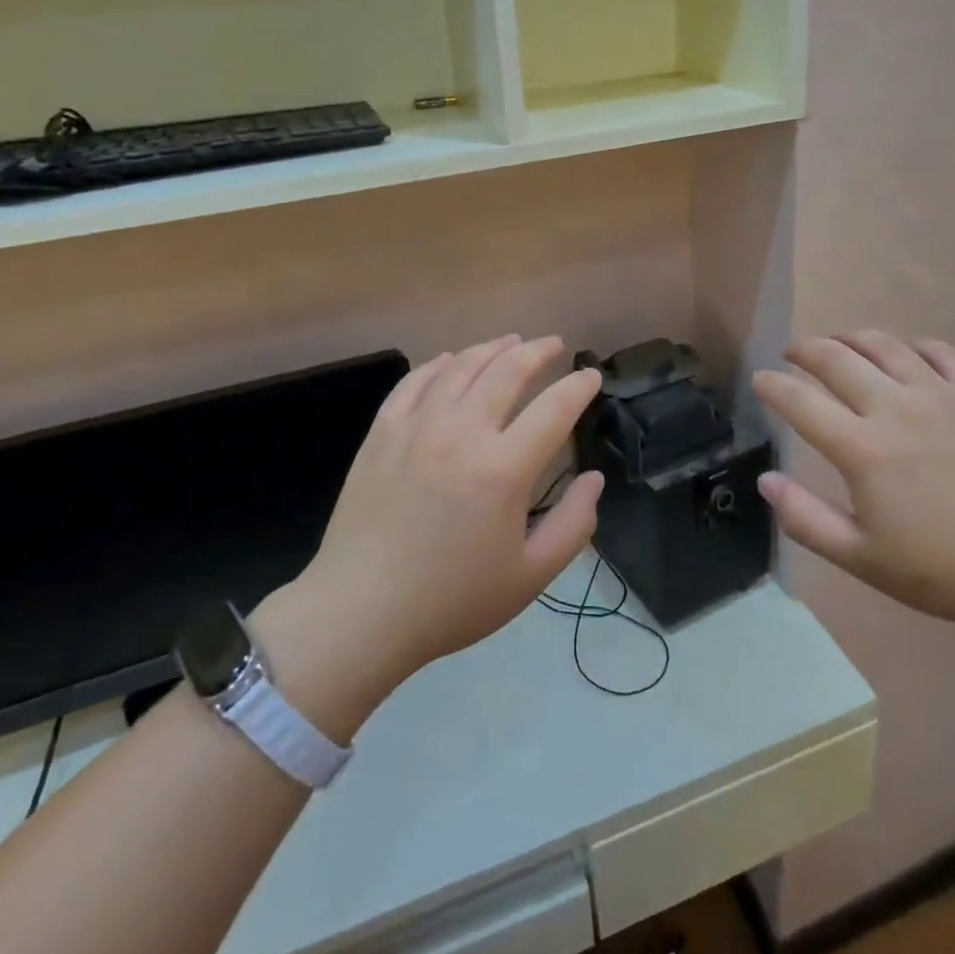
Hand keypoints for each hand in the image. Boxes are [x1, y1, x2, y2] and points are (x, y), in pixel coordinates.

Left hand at [254, 336, 602, 735]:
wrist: (360, 612)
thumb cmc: (451, 600)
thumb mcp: (530, 577)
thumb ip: (574, 525)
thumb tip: (594, 478)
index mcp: (504, 469)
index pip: (554, 408)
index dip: (579, 386)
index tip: (591, 376)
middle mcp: (462, 433)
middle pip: (508, 370)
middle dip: (538, 351)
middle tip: (554, 345)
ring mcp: (417, 427)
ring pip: (461, 366)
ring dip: (492, 347)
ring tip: (511, 341)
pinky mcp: (382, 432)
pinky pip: (415, 381)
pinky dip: (440, 363)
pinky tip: (451, 360)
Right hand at [753, 331, 954, 634]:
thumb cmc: (950, 571)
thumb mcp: (866, 559)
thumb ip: (807, 519)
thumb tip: (765, 480)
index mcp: (863, 449)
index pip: (799, 401)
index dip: (772, 385)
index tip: (759, 380)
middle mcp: (896, 407)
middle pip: (835, 358)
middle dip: (804, 350)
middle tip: (792, 355)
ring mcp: (941, 393)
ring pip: (883, 344)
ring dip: (850, 338)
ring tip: (838, 344)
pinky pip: (936, 350)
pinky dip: (909, 346)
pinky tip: (905, 356)